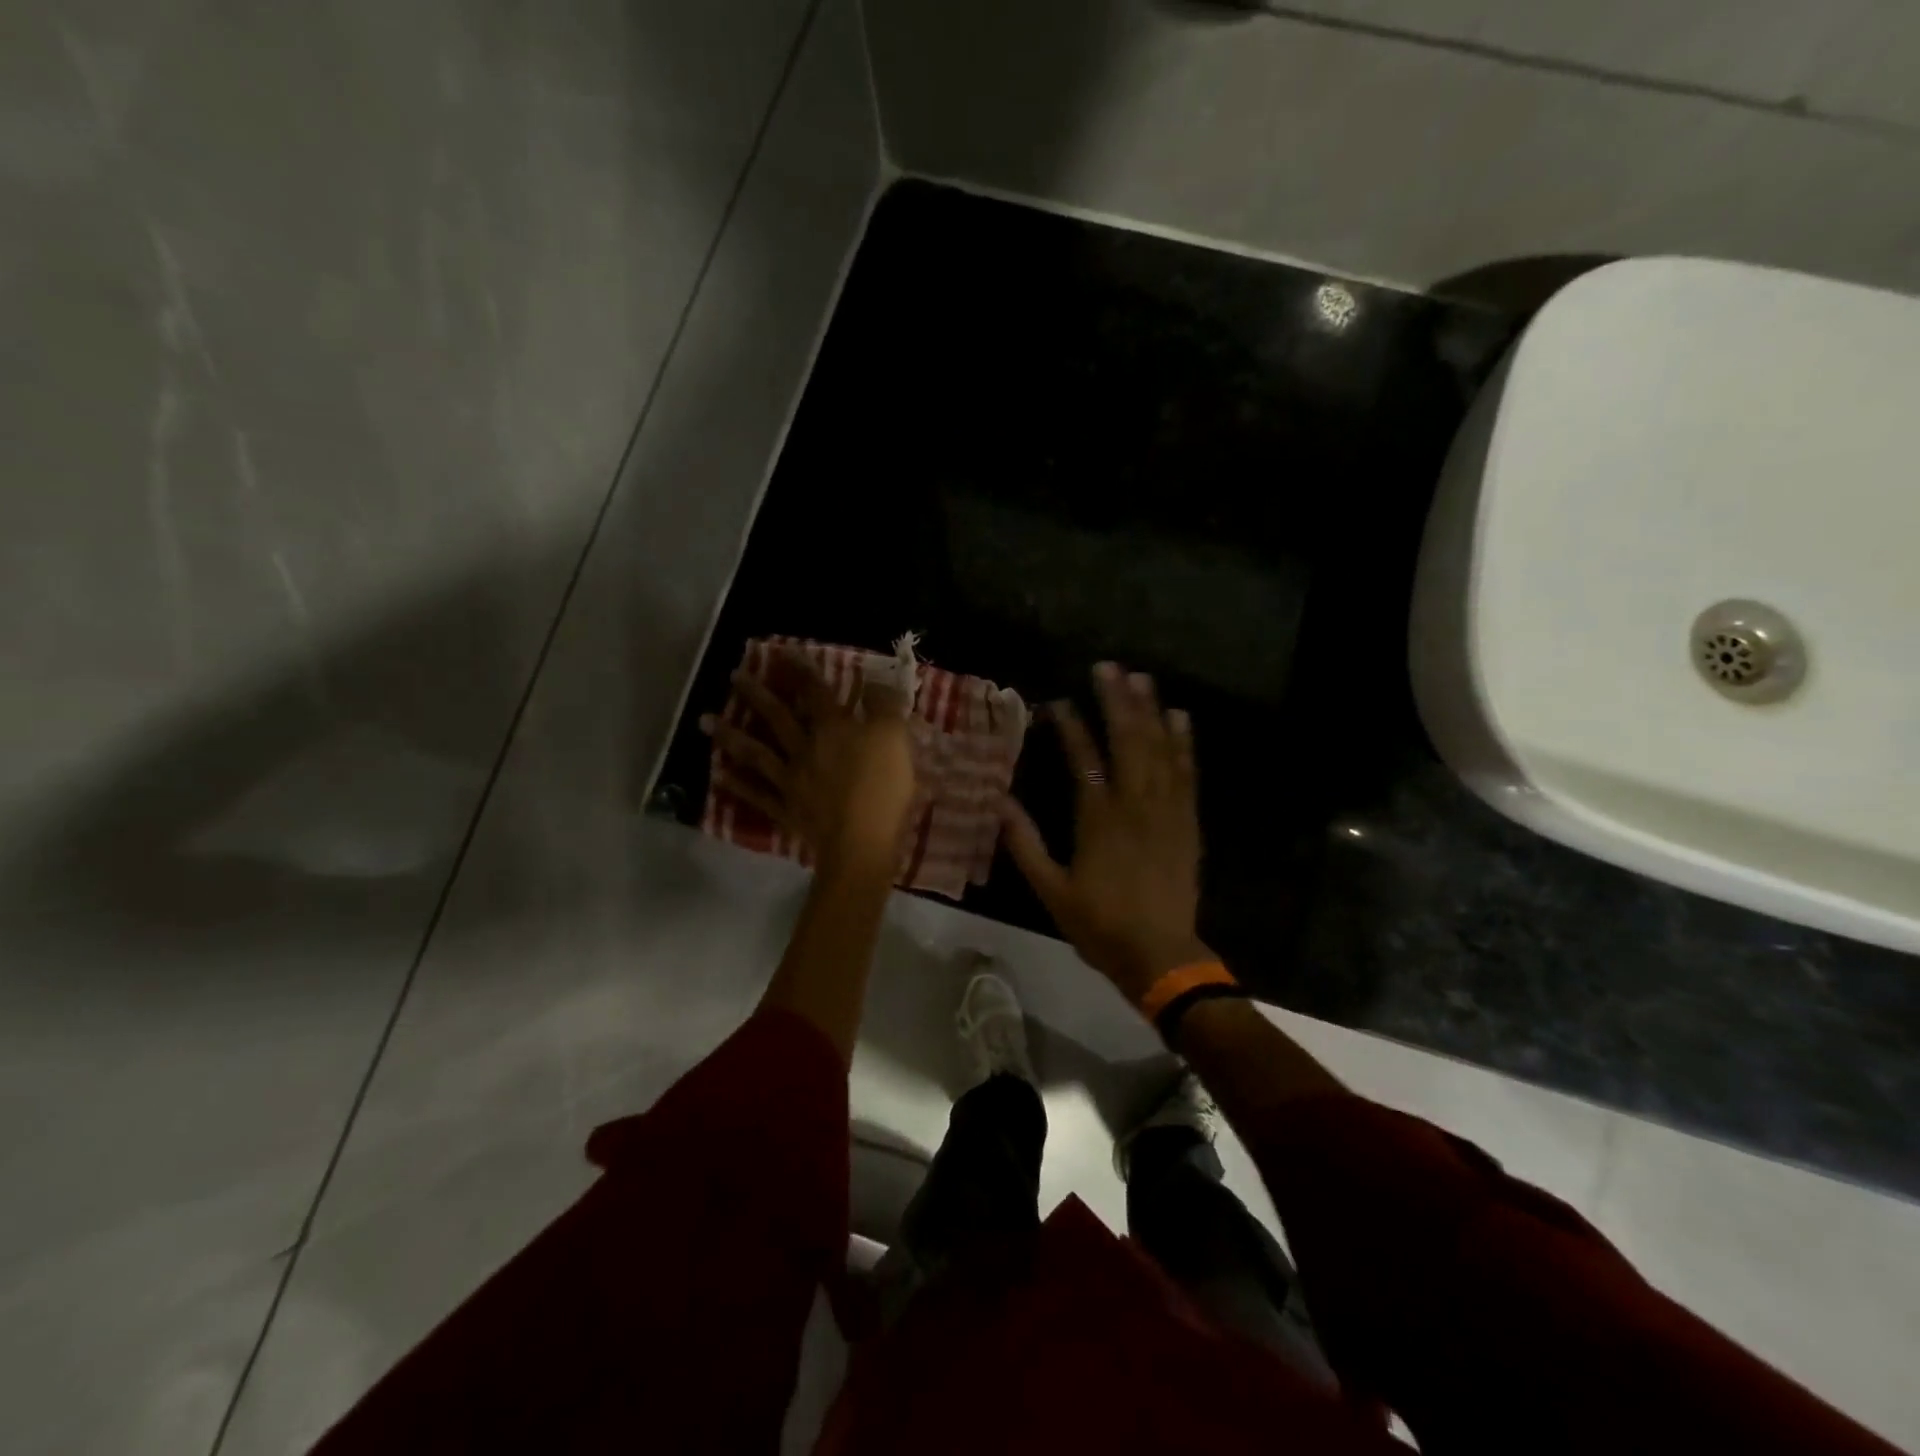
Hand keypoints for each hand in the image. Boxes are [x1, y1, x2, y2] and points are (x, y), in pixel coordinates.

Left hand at [702, 654, 916, 869]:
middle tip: (733, 676)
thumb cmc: (882, 788)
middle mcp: (804, 749)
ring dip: (730, 735)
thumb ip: (885, 706)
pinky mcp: (786, 811)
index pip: (816, 692)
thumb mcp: (894, 738)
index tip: (784, 652)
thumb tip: (875, 680)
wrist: (861, 843)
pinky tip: (718, 775)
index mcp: (832, 729)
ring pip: (755, 753)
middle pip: (776, 717)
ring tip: (705, 720)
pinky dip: (736, 785)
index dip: (802, 670)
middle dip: (755, 694)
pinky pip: (756, 794)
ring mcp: (790, 781)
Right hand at [1000, 662, 1213, 1003]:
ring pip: (1159, 750)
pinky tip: (1180, 718)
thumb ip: (1025, 845)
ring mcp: (1166, 811)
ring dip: (1150, 711)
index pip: (1083, 760)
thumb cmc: (1100, 925)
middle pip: (1127, 741)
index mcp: (1098, 820)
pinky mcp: (1187, 822)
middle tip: (1108, 667)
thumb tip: (998, 803)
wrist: (1161, 955)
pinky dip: (1184, 743)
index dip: (1070, 728)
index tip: (1058, 702)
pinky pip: (1186, 774)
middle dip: (1118, 701)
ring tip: (1142, 678)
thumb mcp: (1050, 891)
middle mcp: (1134, 805)